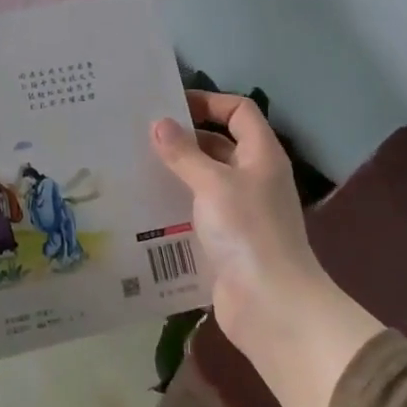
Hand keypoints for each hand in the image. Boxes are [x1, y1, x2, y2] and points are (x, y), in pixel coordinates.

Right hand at [150, 91, 326, 344]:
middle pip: (220, 144)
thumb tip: (160, 123)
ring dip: (177, 174)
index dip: (209, 101)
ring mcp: (242, 211)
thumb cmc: (247, 231)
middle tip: (141, 136)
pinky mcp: (227, 240)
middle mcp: (254, 178)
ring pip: (206, 180)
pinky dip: (177, 206)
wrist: (270, 305)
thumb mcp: (212, 184)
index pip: (239, 111)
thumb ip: (184, 153)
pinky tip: (144, 208)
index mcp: (261, 155)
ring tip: (135, 167)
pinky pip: (199, 212)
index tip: (170, 105)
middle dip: (185, 139)